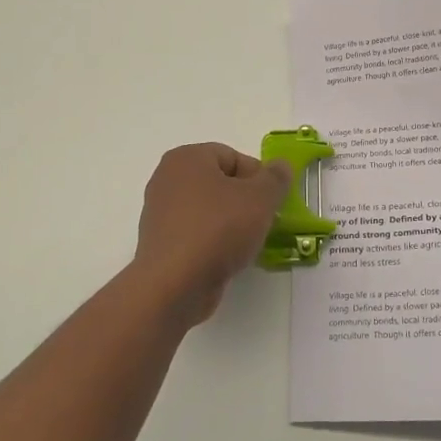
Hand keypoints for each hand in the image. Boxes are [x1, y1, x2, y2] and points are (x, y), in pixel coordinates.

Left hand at [134, 143, 290, 324]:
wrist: (175, 284)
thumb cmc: (218, 229)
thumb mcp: (260, 198)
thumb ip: (276, 178)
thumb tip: (280, 166)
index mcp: (186, 158)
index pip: (232, 156)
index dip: (258, 177)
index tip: (273, 201)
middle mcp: (167, 179)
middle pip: (219, 183)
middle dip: (246, 201)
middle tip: (265, 221)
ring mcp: (160, 213)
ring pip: (208, 210)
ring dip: (232, 223)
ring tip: (249, 243)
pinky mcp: (160, 244)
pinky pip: (196, 234)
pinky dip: (214, 242)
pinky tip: (228, 259)